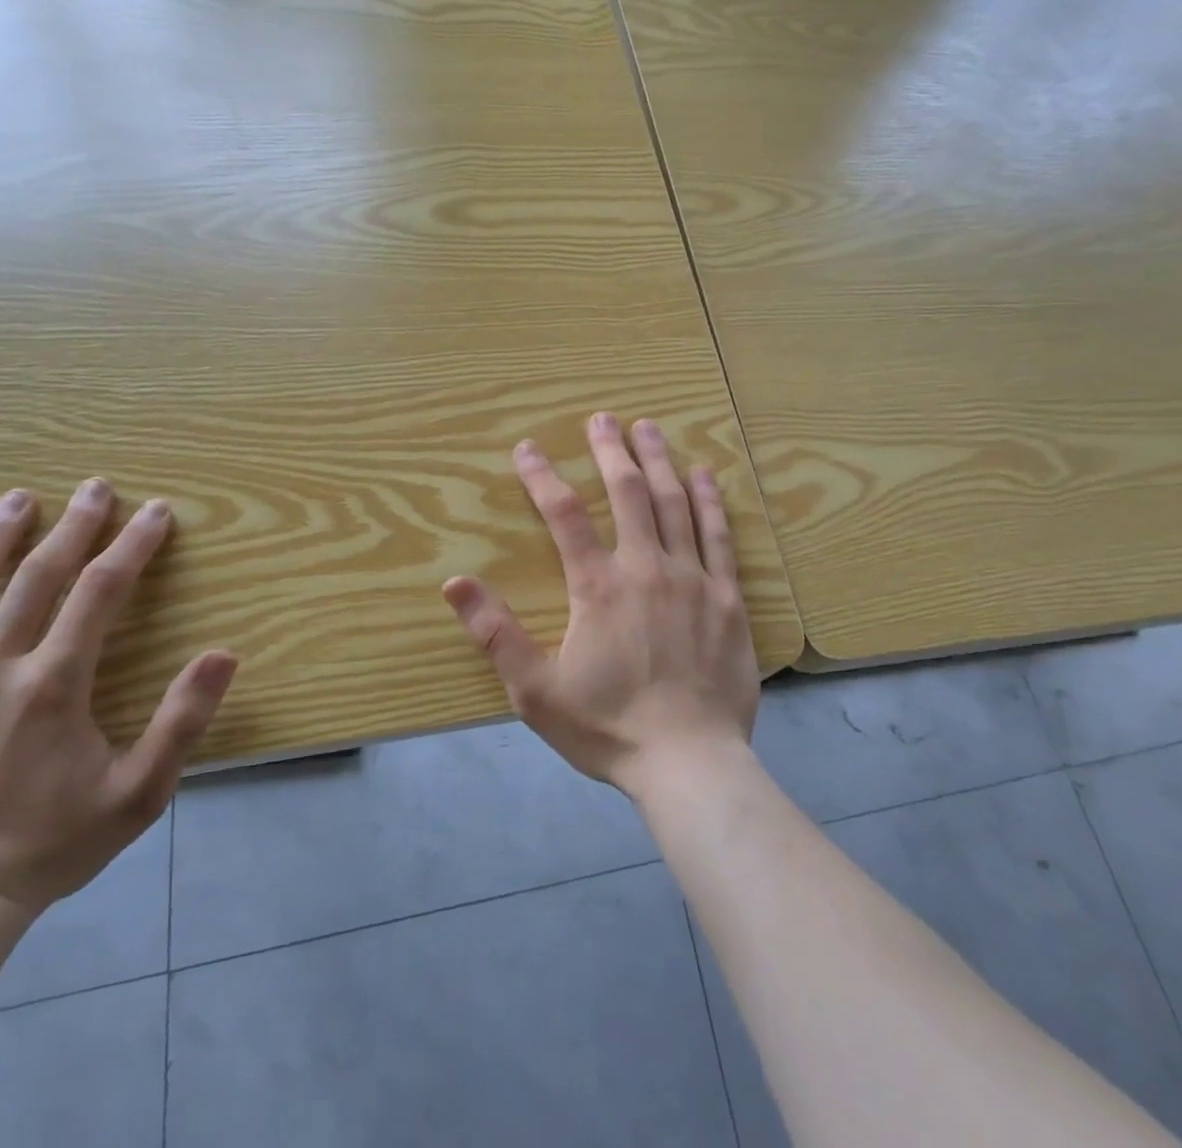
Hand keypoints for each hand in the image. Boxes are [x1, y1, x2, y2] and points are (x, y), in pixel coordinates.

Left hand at [0, 480, 236, 914]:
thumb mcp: (140, 792)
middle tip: (94, 487)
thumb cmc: (52, 844)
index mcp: (51, 687)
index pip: (100, 592)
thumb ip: (183, 719)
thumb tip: (223, 653)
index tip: (156, 512)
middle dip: (72, 526)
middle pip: (34, 578)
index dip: (132, 545)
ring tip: (16, 501)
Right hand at [442, 413, 759, 794]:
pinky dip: (710, 500)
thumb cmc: (608, 727)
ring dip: (658, 461)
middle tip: (602, 418)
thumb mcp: (535, 690)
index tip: (527, 448)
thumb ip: (495, 632)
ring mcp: (693, 578)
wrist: (689, 762)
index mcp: (598, 586)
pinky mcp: (728, 597)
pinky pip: (719, 536)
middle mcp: (646, 568)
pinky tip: (703, 474)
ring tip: (648, 427)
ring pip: (674, 503)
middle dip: (611, 450)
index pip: (565, 514)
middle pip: (628, 492)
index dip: (543, 476)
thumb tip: (454, 582)